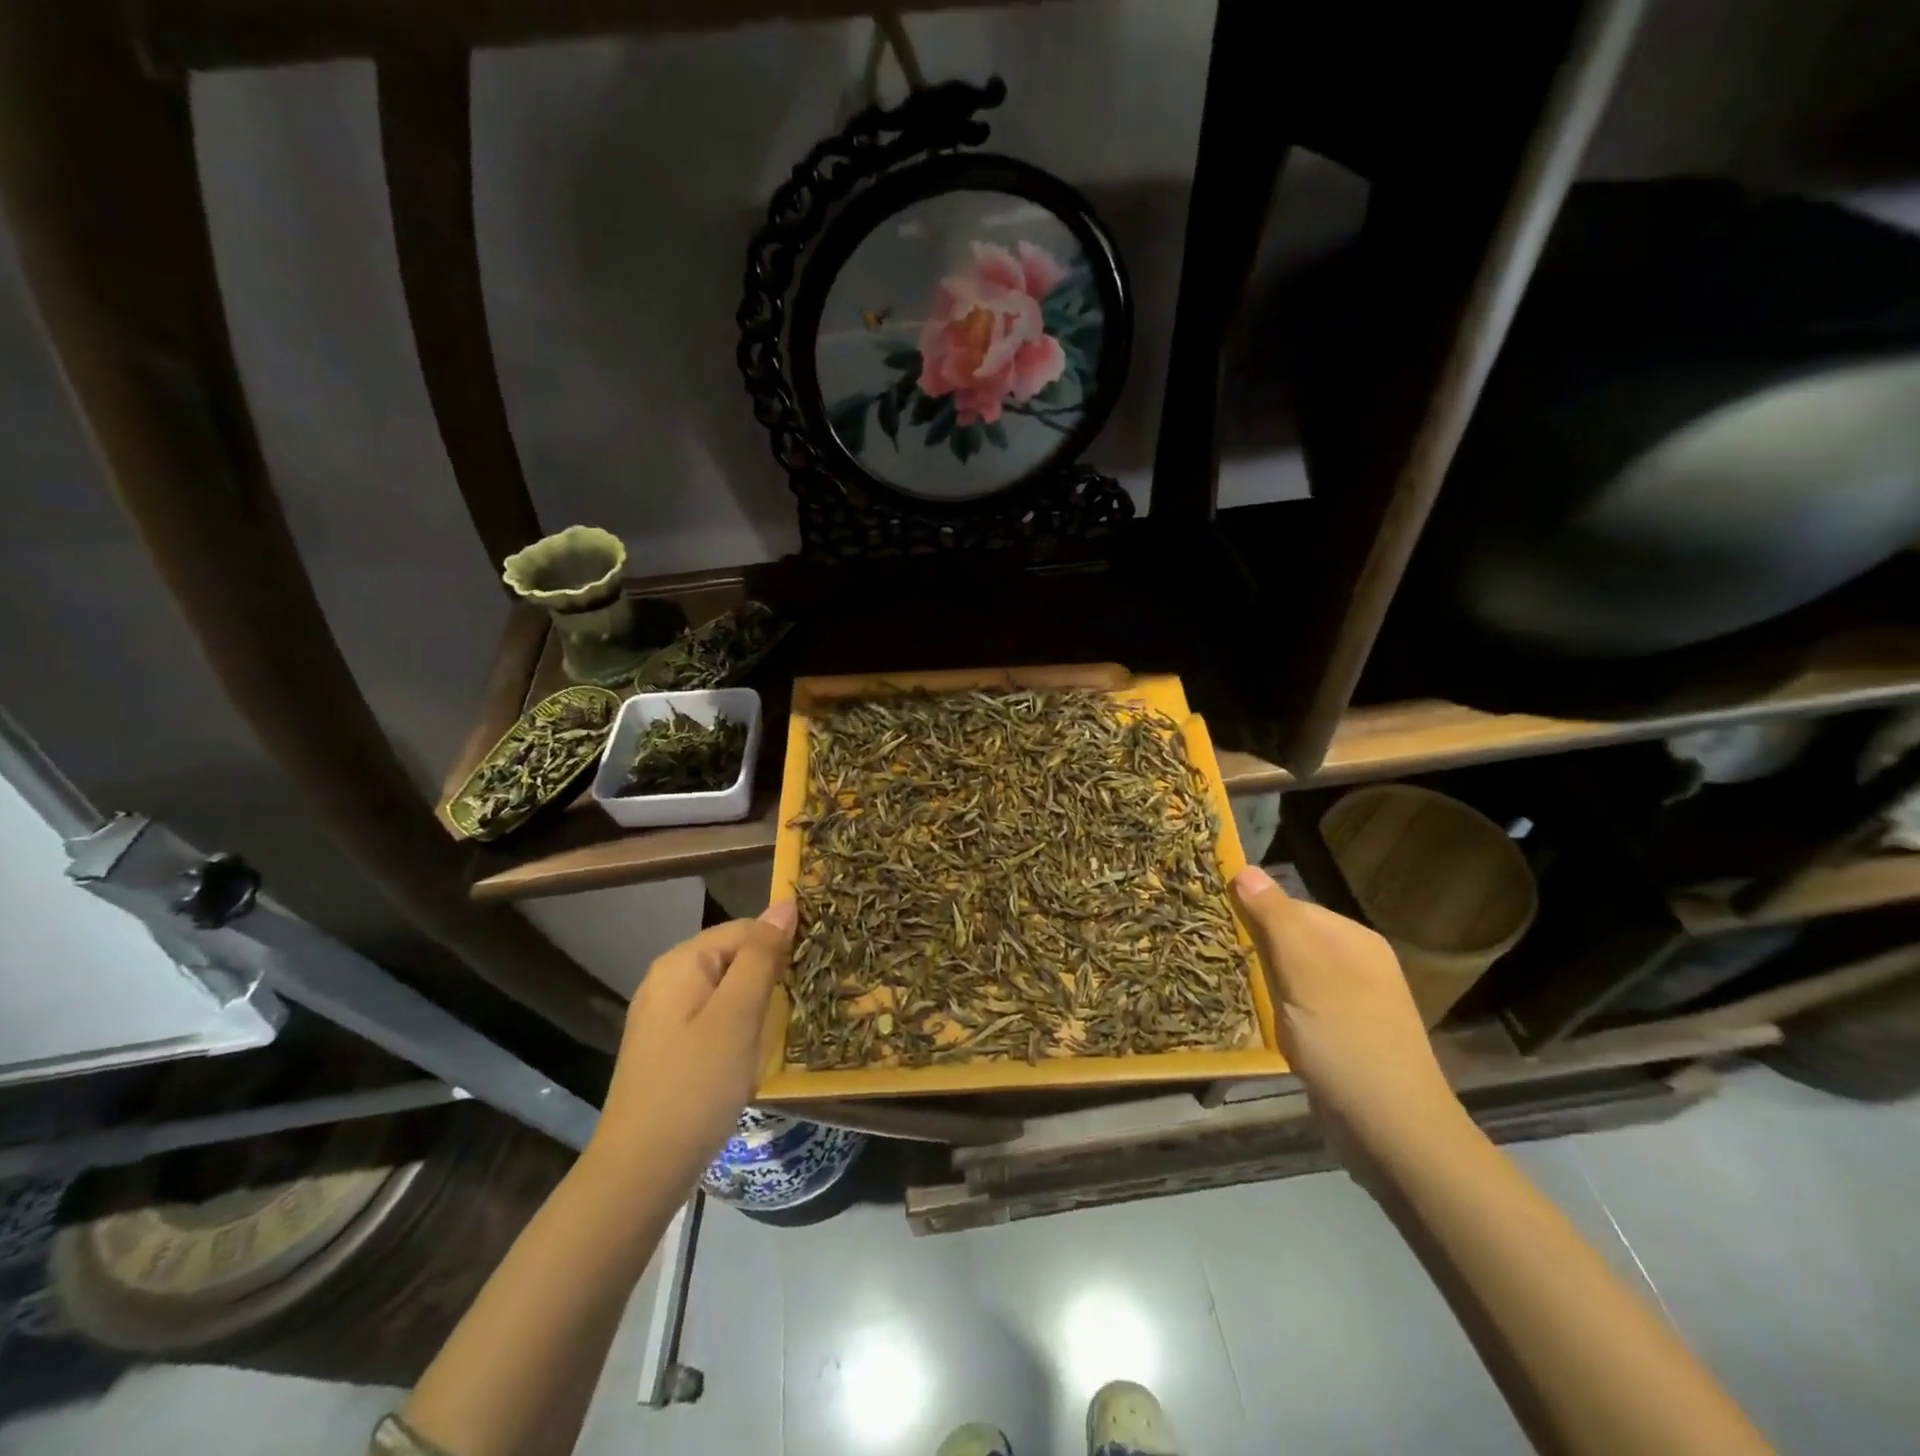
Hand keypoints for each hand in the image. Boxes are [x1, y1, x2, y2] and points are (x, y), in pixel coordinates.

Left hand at [588, 901, 796, 1191]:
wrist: (641, 1170)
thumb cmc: (696, 1085)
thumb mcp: (737, 1015)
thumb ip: (762, 956)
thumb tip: (785, 904)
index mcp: (681, 962)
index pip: (745, 929)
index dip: (781, 945)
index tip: (813, 974)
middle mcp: (668, 979)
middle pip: (733, 957)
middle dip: (770, 976)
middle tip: (802, 1004)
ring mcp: (664, 1015)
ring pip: (727, 990)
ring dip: (757, 1004)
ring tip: (784, 1028)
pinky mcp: (668, 1047)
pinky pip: (714, 1018)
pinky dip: (739, 1027)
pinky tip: (752, 1052)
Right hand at [1231, 865, 1465, 1166]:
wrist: (1392, 1132)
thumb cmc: (1346, 1041)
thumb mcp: (1305, 972)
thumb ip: (1275, 918)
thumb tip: (1244, 868)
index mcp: (1353, 939)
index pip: (1289, 906)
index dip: (1251, 911)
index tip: (1211, 924)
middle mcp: (1355, 963)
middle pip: (1289, 939)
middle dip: (1253, 946)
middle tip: (1211, 956)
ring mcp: (1351, 1002)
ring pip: (1290, 974)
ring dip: (1260, 979)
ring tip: (1224, 985)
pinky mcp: (1341, 1035)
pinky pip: (1297, 1005)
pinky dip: (1274, 1008)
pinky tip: (1254, 1018)